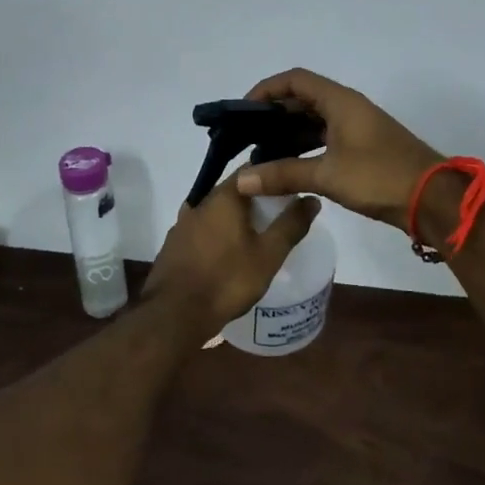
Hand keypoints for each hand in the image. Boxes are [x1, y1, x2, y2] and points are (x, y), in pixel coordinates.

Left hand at [143, 174, 320, 335]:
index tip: (289, 185)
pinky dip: (218, 233)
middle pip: (232, 190)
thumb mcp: (268, 255)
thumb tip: (311, 198)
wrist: (174, 315)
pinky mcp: (173, 245)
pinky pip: (202, 229)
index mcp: (223, 197)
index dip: (272, 173)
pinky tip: (228, 251)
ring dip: (234, 217)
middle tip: (278, 212)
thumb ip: (291, 225)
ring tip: (255, 232)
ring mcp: (182, 224)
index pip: (251, 169)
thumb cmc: (227, 280)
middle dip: (255, 197)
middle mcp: (199, 203)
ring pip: (215, 211)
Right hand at [234, 69, 443, 234]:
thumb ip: (283, 174)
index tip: (244, 111)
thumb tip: (241, 179)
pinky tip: (289, 167)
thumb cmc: (379, 177)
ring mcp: (358, 128)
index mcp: (340, 101)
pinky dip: (305, 147)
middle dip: (274, 115)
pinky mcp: (363, 148)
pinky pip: (326, 138)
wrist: (432, 200)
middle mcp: (348, 107)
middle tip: (248, 136)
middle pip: (303, 99)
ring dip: (289, 133)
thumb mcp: (327, 175)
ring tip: (262, 155)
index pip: (295, 80)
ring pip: (314, 120)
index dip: (267, 89)